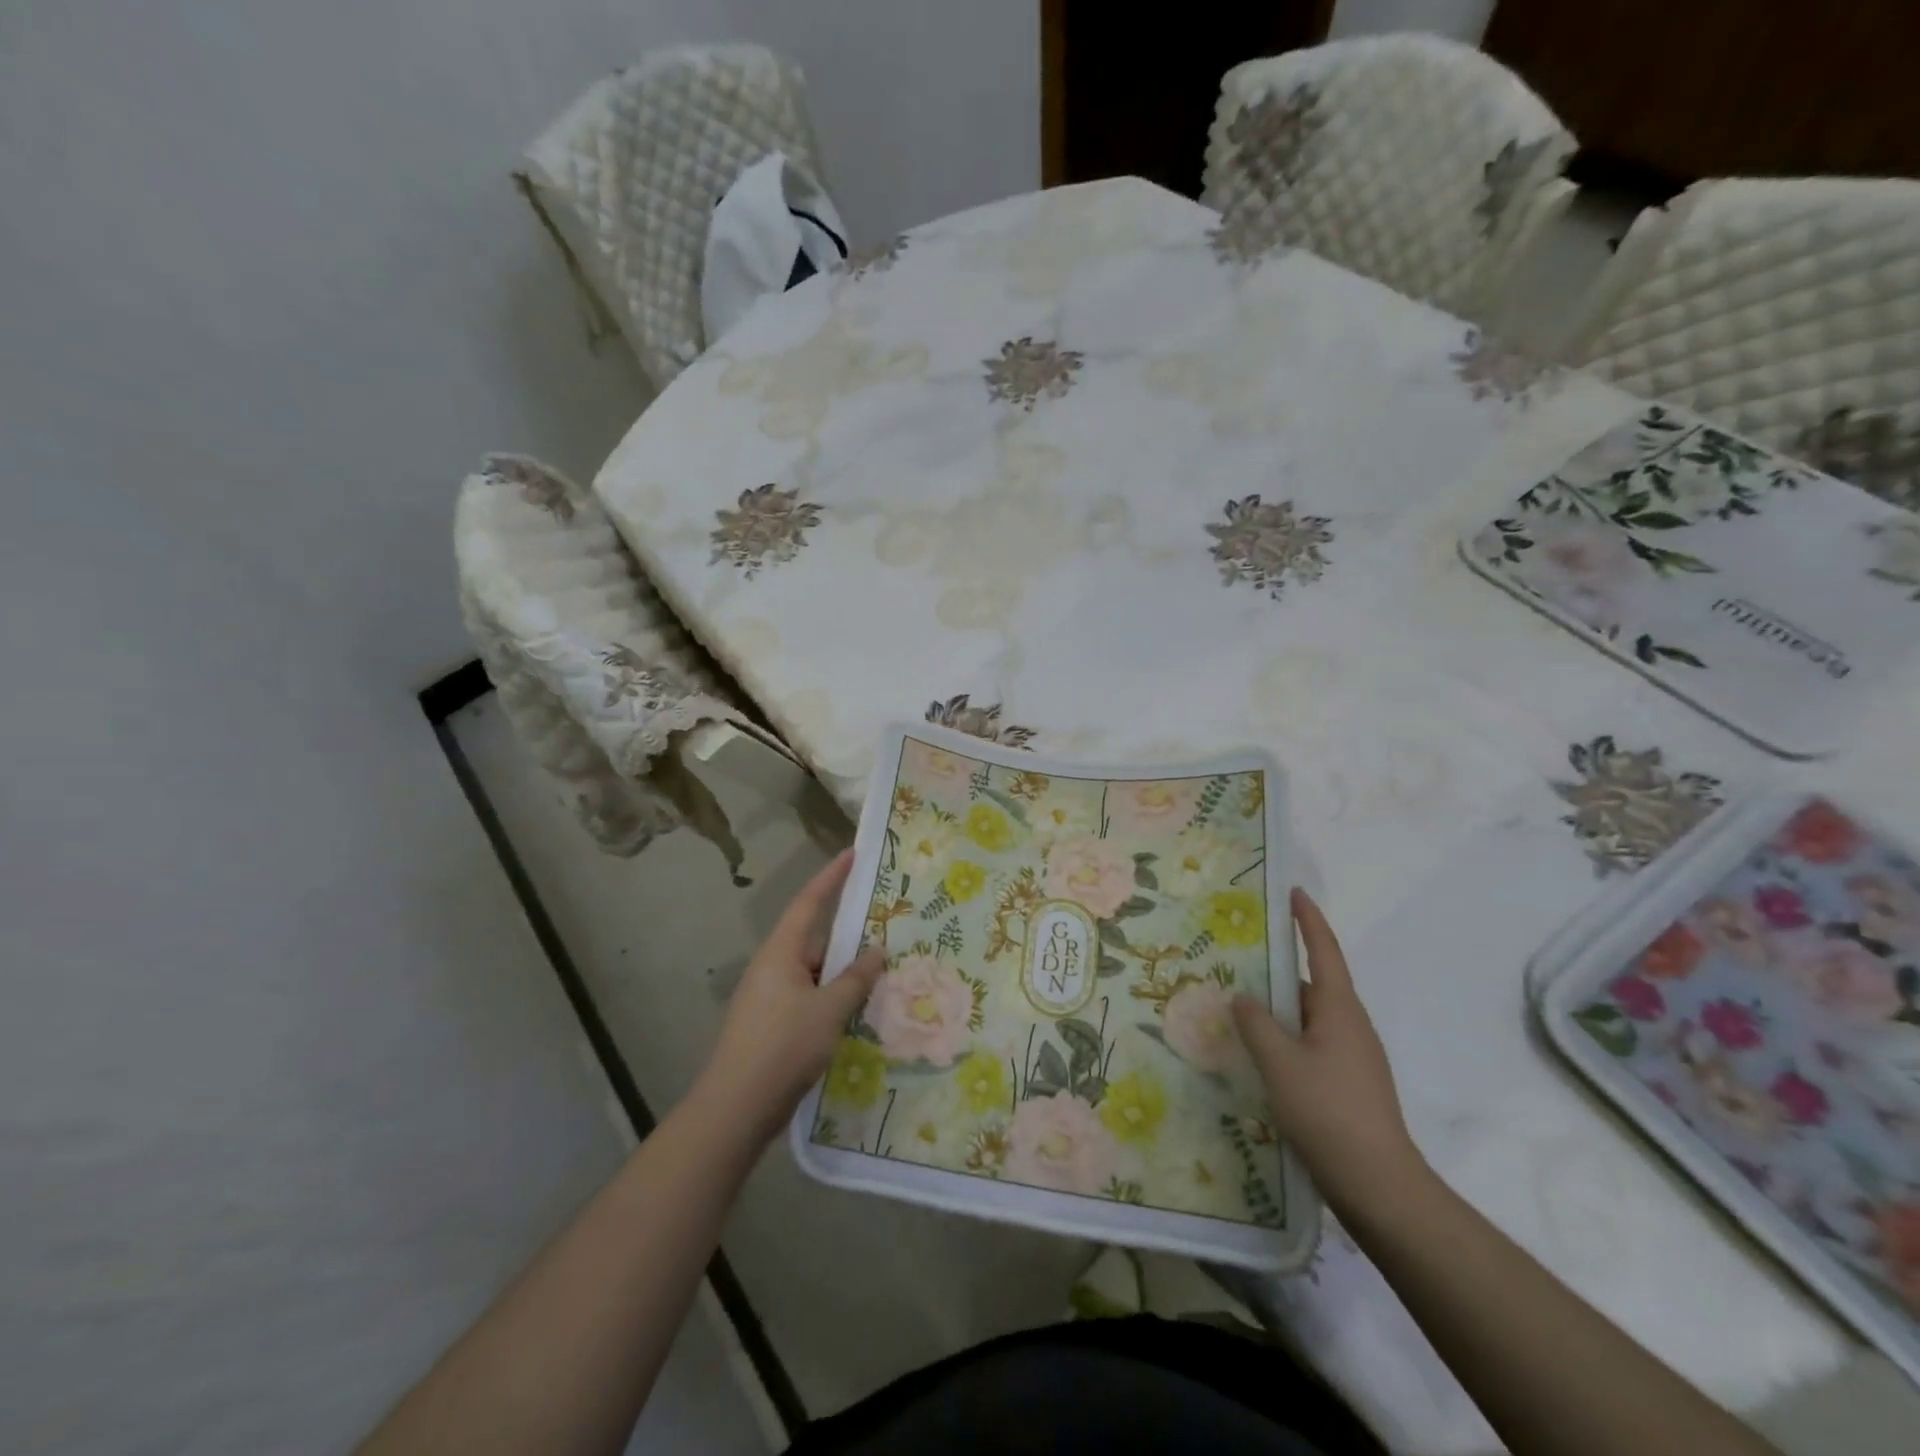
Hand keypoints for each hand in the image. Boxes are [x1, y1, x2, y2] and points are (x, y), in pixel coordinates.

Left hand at [693, 849, 884, 1143]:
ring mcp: (769, 998)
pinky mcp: (772, 1026)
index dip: (831, 877)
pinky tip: (858, 1012)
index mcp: (780, 952)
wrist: (735, 1108)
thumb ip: (855, 978)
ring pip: (814, 973)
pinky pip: (810, 998)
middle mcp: (772, 967)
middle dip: (848, 935)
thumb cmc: (782, 1047)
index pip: (809, 902)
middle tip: (884, 927)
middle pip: (814, 940)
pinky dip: (833, 998)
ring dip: (843, 973)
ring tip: (882, 973)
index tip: (851, 854)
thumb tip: (876, 950)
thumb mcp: (828, 1010)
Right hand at [1233, 888, 1427, 1215]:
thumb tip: (1242, 997)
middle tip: (1238, 959)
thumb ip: (1256, 1024)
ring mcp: (1353, 1057)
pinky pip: (1310, 1044)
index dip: (1308, 920)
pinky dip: (1284, 1037)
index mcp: (1339, 1010)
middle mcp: (1350, 1025)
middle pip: (1311, 984)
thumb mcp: (1280, 1064)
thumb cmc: (1329, 1112)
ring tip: (1236, 1006)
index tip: (1293, 892)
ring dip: (1277, 1009)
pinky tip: (1258, 1054)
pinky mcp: (1348, 1084)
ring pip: (1308, 1018)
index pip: (1323, 951)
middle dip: (1277, 970)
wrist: (1379, 1186)